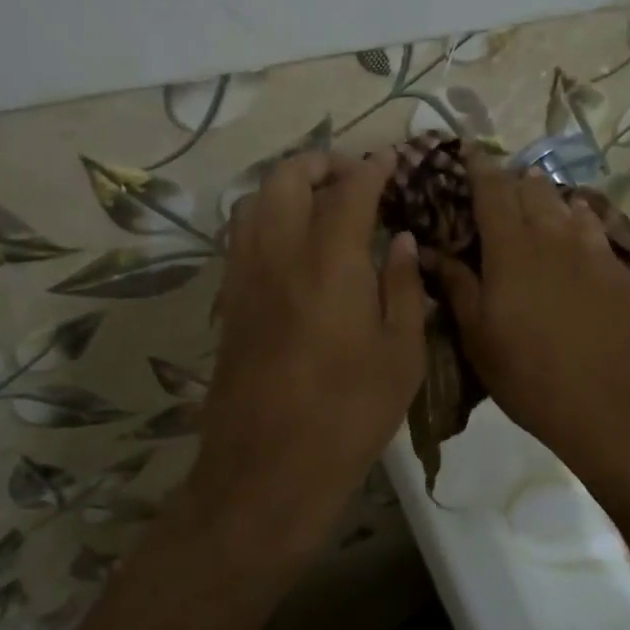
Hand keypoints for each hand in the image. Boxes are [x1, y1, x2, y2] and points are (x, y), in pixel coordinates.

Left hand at [183, 151, 424, 582]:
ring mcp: (244, 277)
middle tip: (353, 177)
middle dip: (321, 164)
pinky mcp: (228, 303)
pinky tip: (294, 246)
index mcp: (329, 262)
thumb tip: (400, 241)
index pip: (348, 190)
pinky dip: (266, 218)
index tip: (391, 162)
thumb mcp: (400, 356)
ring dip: (287, 187)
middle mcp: (278, 254)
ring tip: (321, 204)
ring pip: (253, 202)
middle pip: (286, 179)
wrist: (269, 468)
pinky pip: (241, 237)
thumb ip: (402, 288)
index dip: (372, 169)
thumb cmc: (350, 415)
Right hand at [436, 158, 629, 491]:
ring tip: (532, 198)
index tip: (466, 152)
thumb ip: (456, 286)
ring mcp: (593, 250)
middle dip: (510, 180)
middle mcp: (553, 235)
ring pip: (565, 204)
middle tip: (494, 188)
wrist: (615, 407)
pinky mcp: (620, 270)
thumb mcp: (479, 338)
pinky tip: (575, 227)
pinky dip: (577, 218)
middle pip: (530, 189)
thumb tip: (427, 250)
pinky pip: (594, 227)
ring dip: (544, 197)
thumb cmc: (531, 377)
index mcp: (511, 248)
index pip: (491, 188)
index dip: (477, 166)